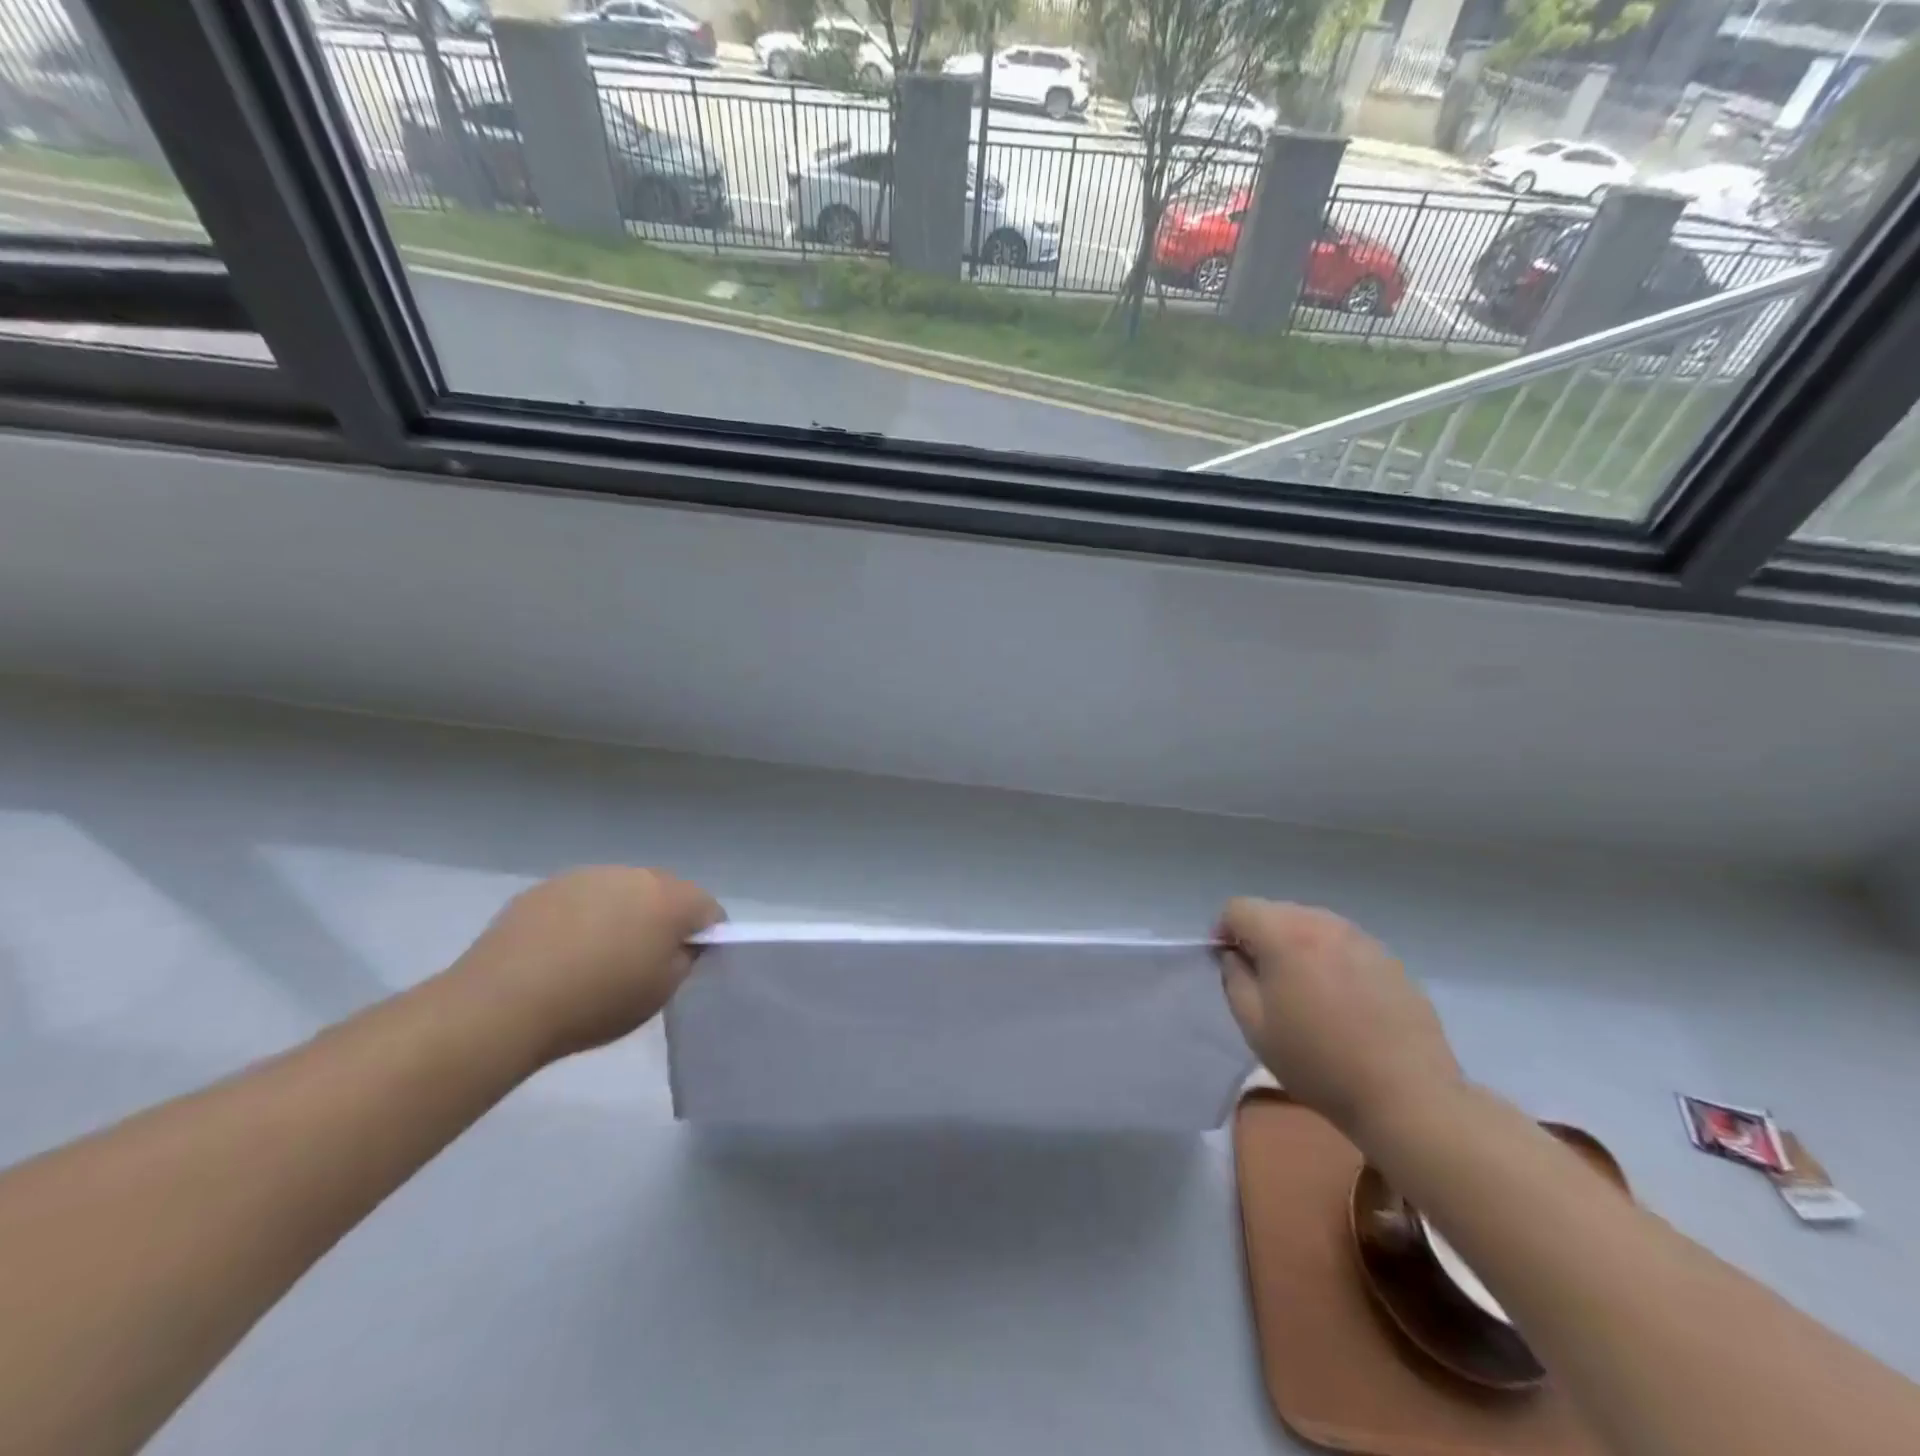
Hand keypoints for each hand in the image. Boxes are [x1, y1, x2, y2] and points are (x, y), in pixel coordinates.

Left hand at [452, 867, 722, 1062]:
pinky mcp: (548, 886)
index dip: (706, 936)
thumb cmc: (595, 1002)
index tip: (690, 963)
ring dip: (623, 913)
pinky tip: (563, 951)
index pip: (709, 909)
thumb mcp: (660, 993)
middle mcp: (635, 875)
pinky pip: (583, 897)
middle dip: (664, 919)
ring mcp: (588, 875)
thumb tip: (682, 944)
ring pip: (623, 891)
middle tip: (645, 960)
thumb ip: (684, 960)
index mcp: (670, 899)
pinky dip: (584, 916)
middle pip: (666, 892)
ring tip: (598, 956)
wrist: (502, 1003)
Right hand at [1217, 898, 1461, 1140]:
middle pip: (1276, 911)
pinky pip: (1343, 945)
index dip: (1224, 931)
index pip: (1238, 908)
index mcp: (1286, 934)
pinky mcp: (1390, 959)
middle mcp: (1324, 923)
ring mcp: (1362, 939)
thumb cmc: (1319, 1062)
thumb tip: (1236, 955)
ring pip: (1312, 925)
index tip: (1229, 963)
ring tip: (1303, 989)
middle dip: (1260, 936)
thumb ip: (1234, 978)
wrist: (1407, 1096)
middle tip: (1263, 979)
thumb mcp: (1255, 1025)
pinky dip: (1329, 958)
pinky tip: (1340, 1000)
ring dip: (1296, 945)